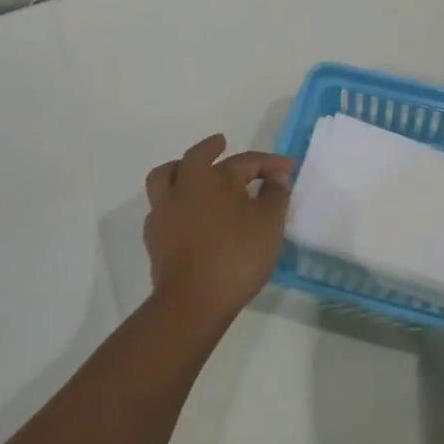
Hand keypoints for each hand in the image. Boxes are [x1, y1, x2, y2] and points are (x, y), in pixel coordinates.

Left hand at [144, 134, 292, 322]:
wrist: (194, 299)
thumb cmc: (238, 256)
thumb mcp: (270, 224)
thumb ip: (275, 195)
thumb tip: (276, 177)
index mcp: (216, 178)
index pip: (247, 161)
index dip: (270, 163)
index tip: (288, 169)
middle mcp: (186, 186)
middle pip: (196, 157)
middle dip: (211, 147)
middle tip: (221, 143)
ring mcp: (165, 211)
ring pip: (165, 177)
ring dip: (178, 168)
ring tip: (188, 170)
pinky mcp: (154, 236)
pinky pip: (160, 207)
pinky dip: (172, 201)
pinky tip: (183, 212)